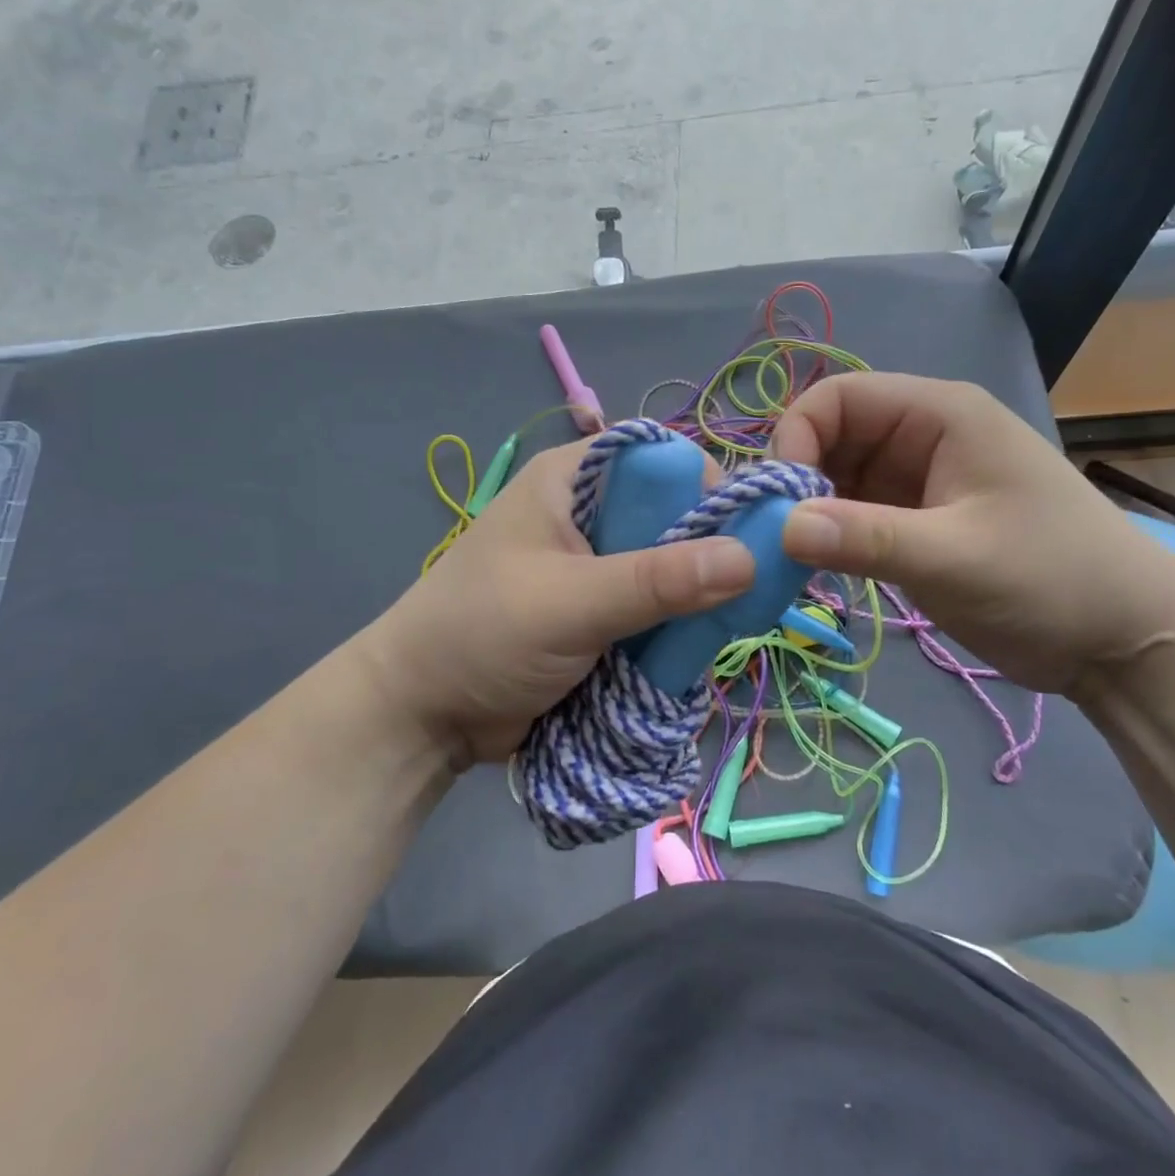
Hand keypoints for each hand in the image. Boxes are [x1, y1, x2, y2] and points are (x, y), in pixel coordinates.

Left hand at [358, 441, 755, 767]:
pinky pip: (658, 607)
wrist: (421, 715)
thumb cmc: (483, 635)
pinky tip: (701, 647)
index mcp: (572, 481)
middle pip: (674, 516)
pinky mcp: (601, 610)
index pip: (661, 460)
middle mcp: (589, 513)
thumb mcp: (571, 603)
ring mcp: (597, 565)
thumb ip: (657, 581)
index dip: (709, 488)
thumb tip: (750, 558)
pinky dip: (678, 626)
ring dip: (698, 597)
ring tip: (732, 627)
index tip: (750, 537)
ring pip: (672, 566)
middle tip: (752, 591)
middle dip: (711, 552)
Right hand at [770, 373, 1174, 693]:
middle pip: (831, 437)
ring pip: (837, 478)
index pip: (838, 398)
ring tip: (790, 558)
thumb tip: (778, 526)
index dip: (796, 437)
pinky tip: (816, 567)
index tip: (779, 501)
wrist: (1125, 640)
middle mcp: (922, 436)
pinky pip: (854, 513)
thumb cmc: (1052, 579)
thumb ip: (865, 538)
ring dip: (809, 511)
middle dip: (797, 480)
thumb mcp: (955, 557)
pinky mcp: (916, 521)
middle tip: (775, 537)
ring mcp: (918, 480)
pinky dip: (829, 535)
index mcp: (938, 414)